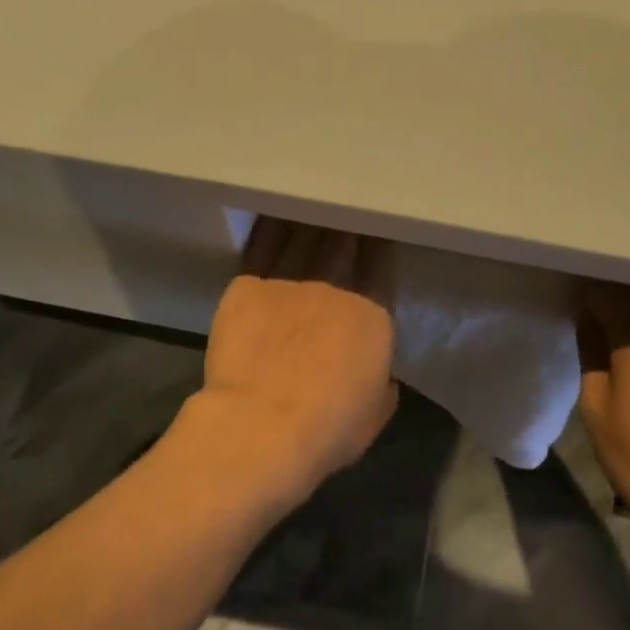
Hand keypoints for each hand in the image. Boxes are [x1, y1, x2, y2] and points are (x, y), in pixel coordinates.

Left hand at [198, 219, 397, 493]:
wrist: (263, 424)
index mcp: (372, 312)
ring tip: (310, 202)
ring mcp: (289, 280)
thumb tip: (378, 371)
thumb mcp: (376, 411)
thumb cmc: (329, 427)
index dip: (377, 241)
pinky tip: (273, 212)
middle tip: (342, 207)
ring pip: (303, 235)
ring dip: (309, 217)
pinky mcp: (248, 284)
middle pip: (342, 240)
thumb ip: (381, 380)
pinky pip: (262, 246)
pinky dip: (271, 227)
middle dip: (345, 221)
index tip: (373, 229)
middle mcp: (334, 285)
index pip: (379, 262)